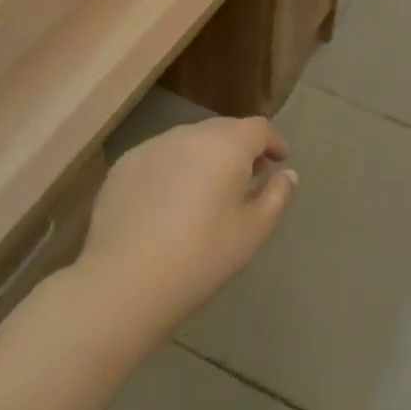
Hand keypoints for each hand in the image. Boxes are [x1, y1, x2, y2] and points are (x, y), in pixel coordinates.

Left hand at [75, 117, 296, 338]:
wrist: (124, 282)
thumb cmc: (201, 257)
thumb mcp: (252, 232)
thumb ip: (276, 197)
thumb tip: (286, 174)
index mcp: (227, 145)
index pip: (259, 128)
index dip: (273, 142)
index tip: (279, 161)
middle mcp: (190, 134)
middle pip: (224, 130)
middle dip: (240, 148)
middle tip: (247, 178)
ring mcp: (152, 146)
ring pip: (189, 142)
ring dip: (204, 157)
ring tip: (207, 190)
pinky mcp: (124, 165)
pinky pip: (159, 157)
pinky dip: (172, 170)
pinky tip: (168, 203)